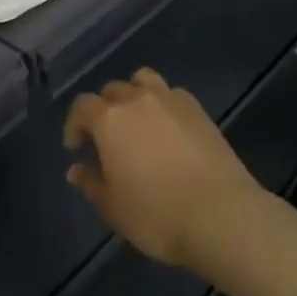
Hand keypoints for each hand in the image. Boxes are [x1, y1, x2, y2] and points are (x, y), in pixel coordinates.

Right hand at [64, 68, 264, 268]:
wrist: (221, 214)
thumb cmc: (158, 215)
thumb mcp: (114, 209)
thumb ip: (91, 185)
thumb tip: (75, 169)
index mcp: (109, 119)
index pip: (82, 107)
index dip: (75, 124)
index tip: (76, 147)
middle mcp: (136, 99)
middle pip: (111, 90)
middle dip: (103, 110)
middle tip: (107, 140)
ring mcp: (169, 99)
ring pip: (142, 80)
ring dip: (134, 95)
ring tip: (138, 121)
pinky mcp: (197, 109)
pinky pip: (172, 94)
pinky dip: (163, 104)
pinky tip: (169, 128)